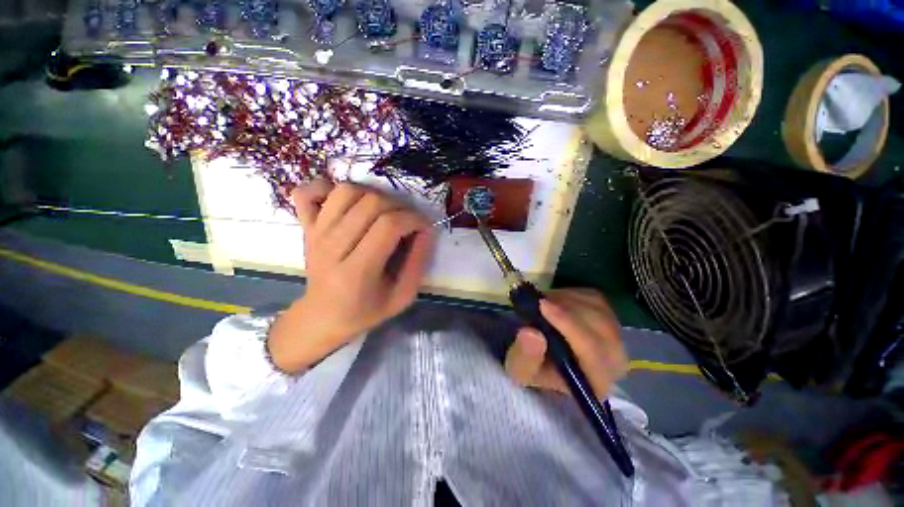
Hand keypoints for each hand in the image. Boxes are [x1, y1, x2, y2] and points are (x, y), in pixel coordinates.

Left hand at [267, 180, 434, 372]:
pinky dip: (327, 187)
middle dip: (399, 207)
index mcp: (356, 272)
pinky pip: (308, 191)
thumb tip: (427, 230)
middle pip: (370, 203)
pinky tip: (347, 202)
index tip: (424, 227)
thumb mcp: (402, 296)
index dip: (414, 219)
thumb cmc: (365, 310)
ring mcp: (315, 233)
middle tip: (408, 221)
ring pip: (346, 191)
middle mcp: (331, 247)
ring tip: (384, 212)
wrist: (322, 317)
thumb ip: (418, 263)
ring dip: (372, 195)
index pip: (389, 226)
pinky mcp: (305, 226)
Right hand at [504, 289, 626, 397]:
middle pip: (601, 325)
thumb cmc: (533, 366)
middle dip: (567, 308)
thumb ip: (525, 356)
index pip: (592, 350)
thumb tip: (532, 333)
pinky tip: (554, 301)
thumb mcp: (520, 368)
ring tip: (542, 304)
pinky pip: (593, 297)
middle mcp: (615, 359)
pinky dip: (571, 294)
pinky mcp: (608, 315)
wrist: (542, 357)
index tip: (542, 305)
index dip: (568, 324)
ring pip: (597, 307)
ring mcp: (615, 334)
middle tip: (538, 301)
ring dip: (566, 300)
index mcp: (596, 380)